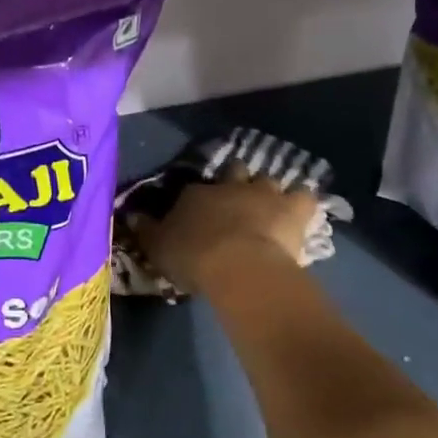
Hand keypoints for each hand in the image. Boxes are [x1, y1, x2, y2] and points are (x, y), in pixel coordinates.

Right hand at [134, 172, 320, 294]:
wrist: (239, 266)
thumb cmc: (193, 256)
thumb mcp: (157, 247)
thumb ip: (145, 230)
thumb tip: (133, 215)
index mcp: (196, 193)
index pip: (193, 189)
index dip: (196, 199)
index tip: (195, 212)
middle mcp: (230, 185)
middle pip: (234, 172)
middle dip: (235, 180)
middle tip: (235, 200)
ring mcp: (264, 194)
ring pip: (268, 180)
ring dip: (268, 191)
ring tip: (268, 206)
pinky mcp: (293, 209)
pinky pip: (304, 197)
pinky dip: (302, 201)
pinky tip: (301, 210)